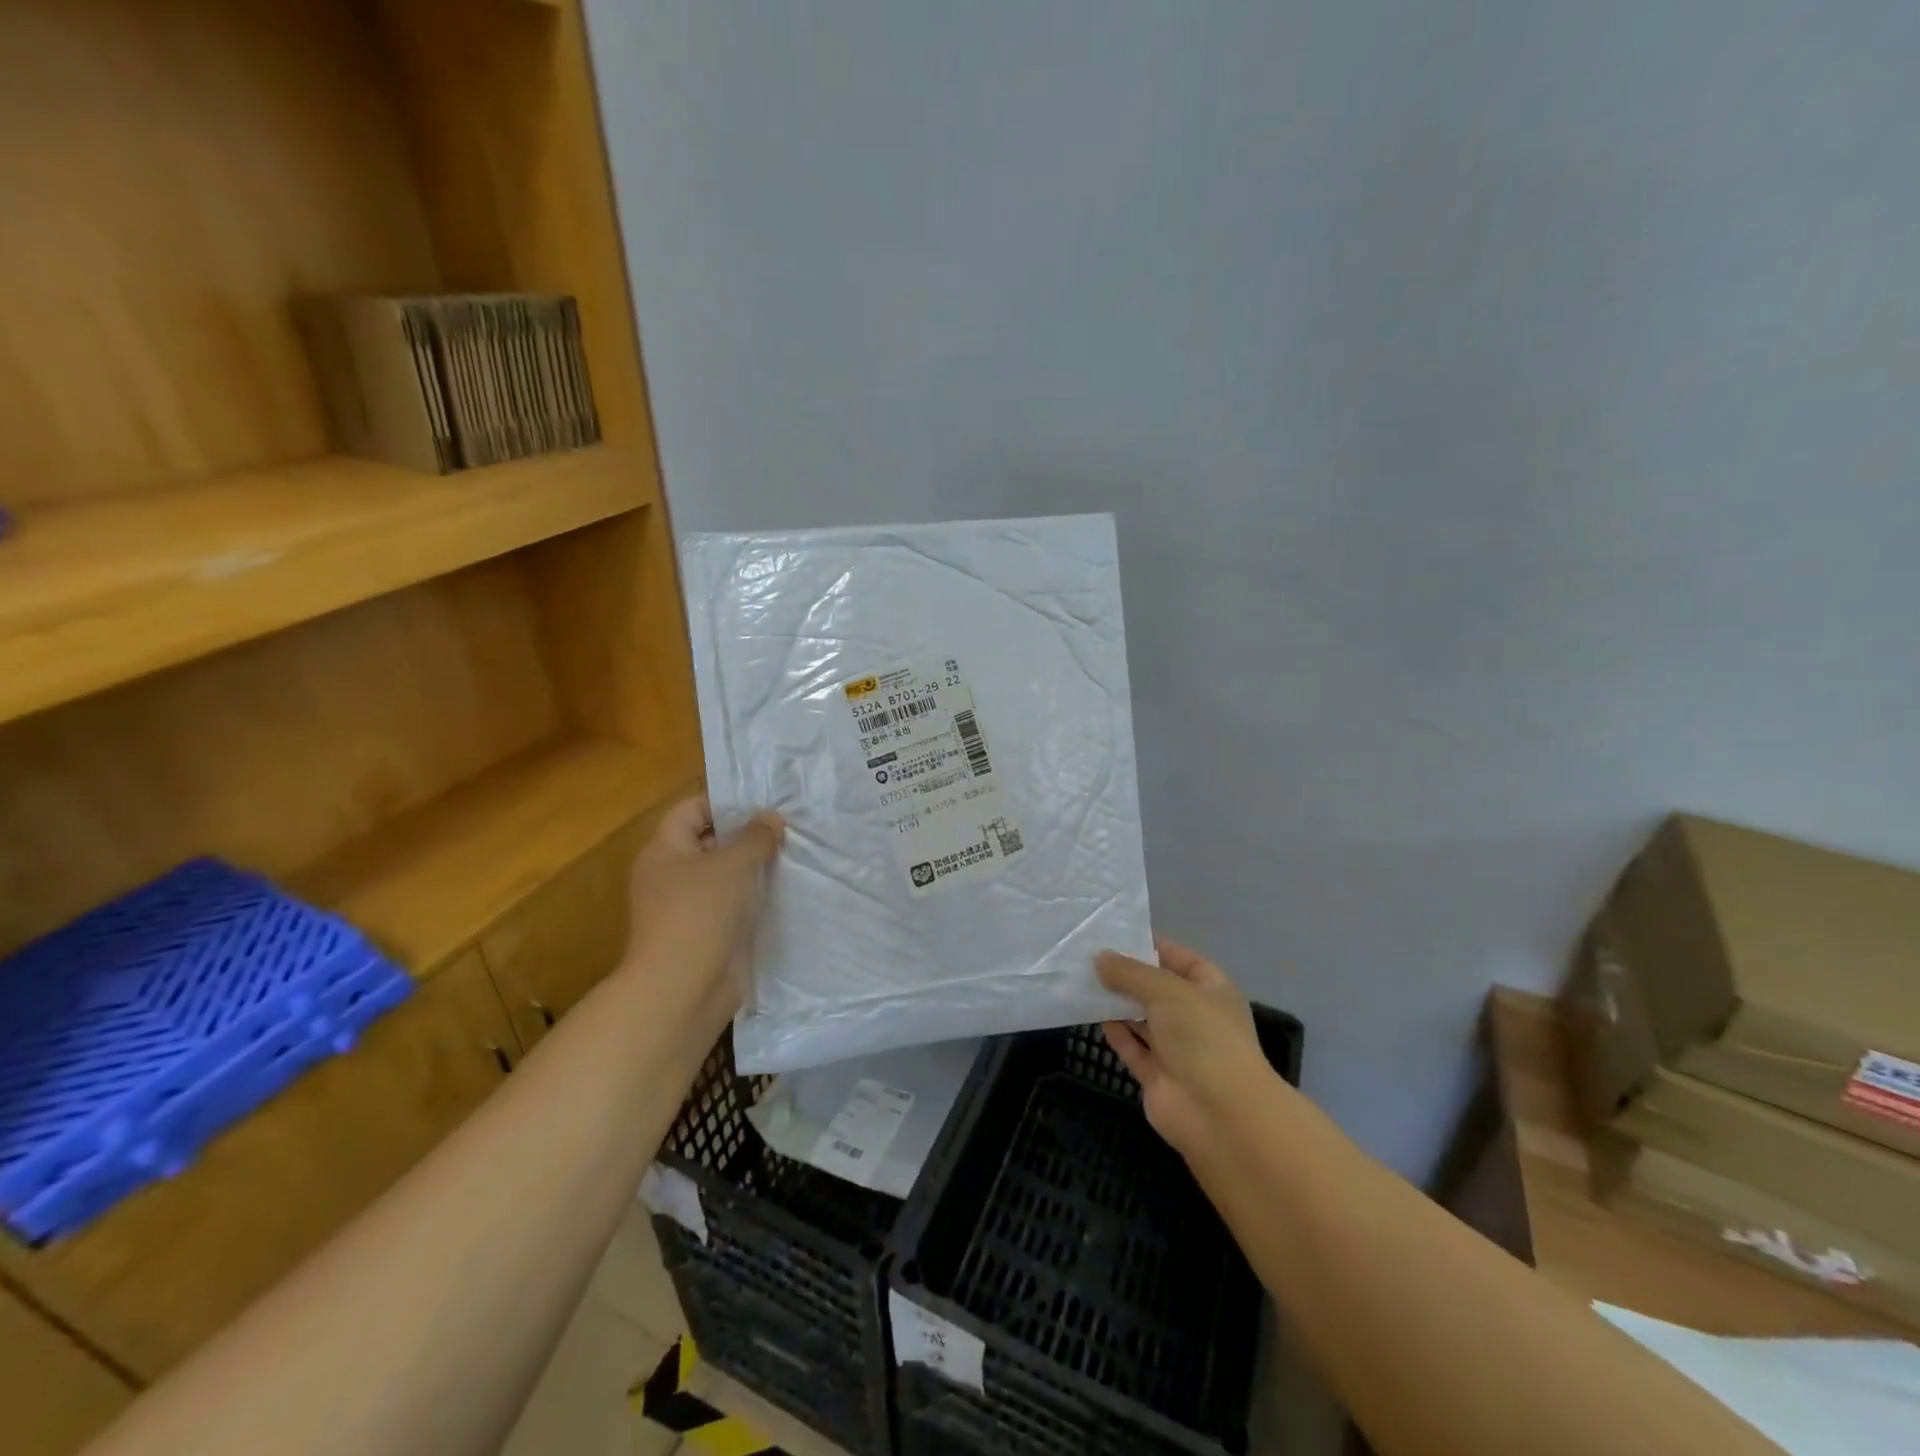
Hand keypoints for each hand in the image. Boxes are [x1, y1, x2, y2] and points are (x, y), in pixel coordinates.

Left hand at [623, 796, 783, 1034]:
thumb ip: (755, 836)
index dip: (724, 802)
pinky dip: (755, 898)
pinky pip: (734, 905)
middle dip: (746, 834)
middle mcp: (671, 876)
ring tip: (794, 854)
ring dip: (755, 868)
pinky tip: (786, 890)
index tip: (763, 801)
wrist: (683, 991)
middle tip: (787, 826)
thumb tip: (770, 818)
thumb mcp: (733, 864)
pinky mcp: (707, 935)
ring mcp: (688, 908)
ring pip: (726, 876)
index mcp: (664, 851)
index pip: (690, 810)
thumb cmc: (700, 914)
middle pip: (710, 842)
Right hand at [1096, 937, 1276, 1160]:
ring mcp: (1177, 1049)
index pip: (1181, 959)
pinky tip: (1092, 1014)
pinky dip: (1115, 1032)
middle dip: (1127, 975)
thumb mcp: (1166, 990)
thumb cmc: (1202, 1037)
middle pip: (1157, 989)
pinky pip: (1133, 1047)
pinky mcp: (1158, 1076)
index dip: (1152, 946)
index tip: (1116, 935)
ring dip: (1117, 1003)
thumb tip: (1099, 959)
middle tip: (1089, 956)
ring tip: (1083, 980)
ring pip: (1142, 1018)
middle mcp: (1196, 1017)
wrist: (1220, 1115)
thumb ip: (1130, 973)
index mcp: (1212, 990)